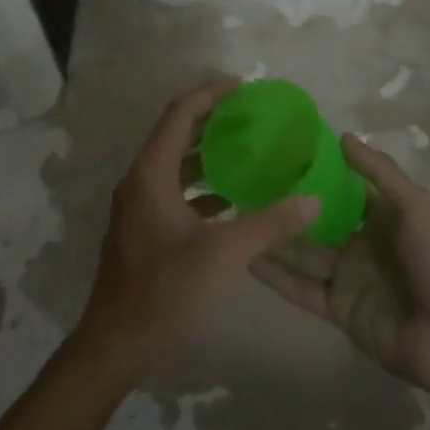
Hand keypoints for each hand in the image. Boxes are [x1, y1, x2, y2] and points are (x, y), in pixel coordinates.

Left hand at [77, 80, 320, 368]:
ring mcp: (138, 205)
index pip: (180, 114)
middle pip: (176, 134)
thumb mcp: (224, 254)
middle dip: (211, 120)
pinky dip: (200, 186)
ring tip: (246, 150)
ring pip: (175, 164)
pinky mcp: (142, 228)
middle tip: (250, 115)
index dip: (211, 94)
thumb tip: (312, 199)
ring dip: (207, 154)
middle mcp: (140, 180)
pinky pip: (173, 190)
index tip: (243, 87)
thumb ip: (270, 223)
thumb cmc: (166, 290)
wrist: (117, 343)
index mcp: (151, 173)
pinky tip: (230, 198)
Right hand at [251, 134, 429, 405]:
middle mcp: (361, 243)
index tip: (281, 151)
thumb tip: (342, 137)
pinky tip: (246, 258)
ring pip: (303, 252)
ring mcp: (346, 277)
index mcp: (383, 217)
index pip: (343, 188)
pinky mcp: (336, 308)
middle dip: (287, 205)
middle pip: (316, 220)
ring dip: (273, 238)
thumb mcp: (415, 208)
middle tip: (245, 183)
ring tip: (235, 217)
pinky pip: (300, 288)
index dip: (316, 171)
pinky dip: (275, 275)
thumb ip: (380, 172)